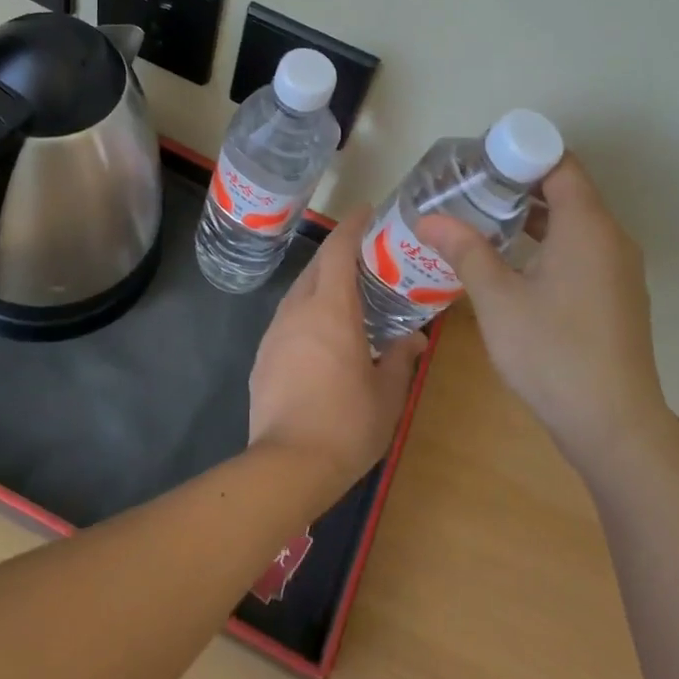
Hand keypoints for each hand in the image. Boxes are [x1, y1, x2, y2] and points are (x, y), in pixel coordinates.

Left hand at [247, 206, 426, 497]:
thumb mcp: (387, 394)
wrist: (286, 466)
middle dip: (338, 254)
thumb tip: (414, 339)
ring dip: (321, 283)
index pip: (338, 251)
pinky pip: (288, 319)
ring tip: (346, 295)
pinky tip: (322, 335)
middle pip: (316, 267)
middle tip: (366, 257)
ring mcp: (275, 333)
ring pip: (299, 292)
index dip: (351, 226)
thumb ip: (400, 358)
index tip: (367, 212)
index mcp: (331, 310)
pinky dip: (307, 312)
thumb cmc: (346, 425)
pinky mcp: (263, 356)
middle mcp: (298, 311)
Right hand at [419, 155, 670, 475]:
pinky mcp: (616, 295)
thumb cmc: (553, 354)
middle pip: (566, 189)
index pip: (559, 163)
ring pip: (573, 222)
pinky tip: (511, 261)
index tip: (478, 160)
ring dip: (531, 214)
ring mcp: (618, 269)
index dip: (519, 152)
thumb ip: (465, 251)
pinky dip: (547, 241)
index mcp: (587, 227)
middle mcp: (611, 238)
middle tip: (469, 187)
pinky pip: (580, 248)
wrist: (614, 428)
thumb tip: (428, 219)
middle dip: (517, 183)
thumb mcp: (498, 300)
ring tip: (482, 218)